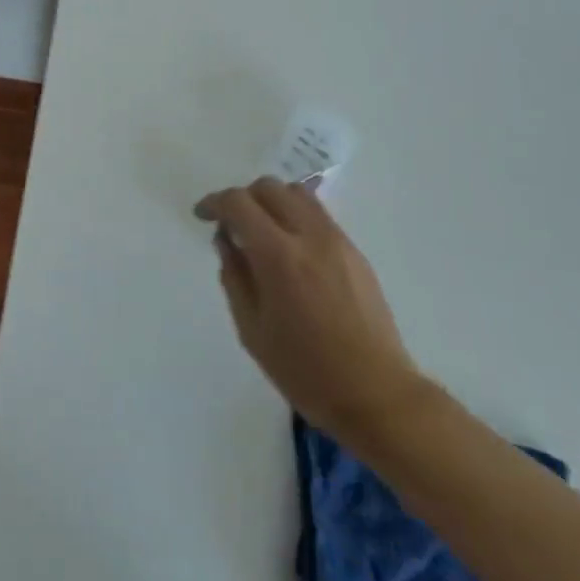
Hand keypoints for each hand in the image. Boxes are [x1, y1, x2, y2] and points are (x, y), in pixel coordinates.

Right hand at [196, 177, 427, 454]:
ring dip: (272, 201)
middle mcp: (309, 235)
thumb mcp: (253, 330)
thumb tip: (226, 240)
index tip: (203, 215)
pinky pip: (318, 214)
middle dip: (243, 198)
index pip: (239, 203)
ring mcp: (336, 239)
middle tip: (231, 225)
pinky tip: (290, 247)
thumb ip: (234, 277)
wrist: (376, 393)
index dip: (215, 202)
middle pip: (269, 187)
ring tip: (262, 230)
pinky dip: (295, 214)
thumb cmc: (306, 371)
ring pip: (297, 193)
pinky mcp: (354, 250)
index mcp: (279, 256)